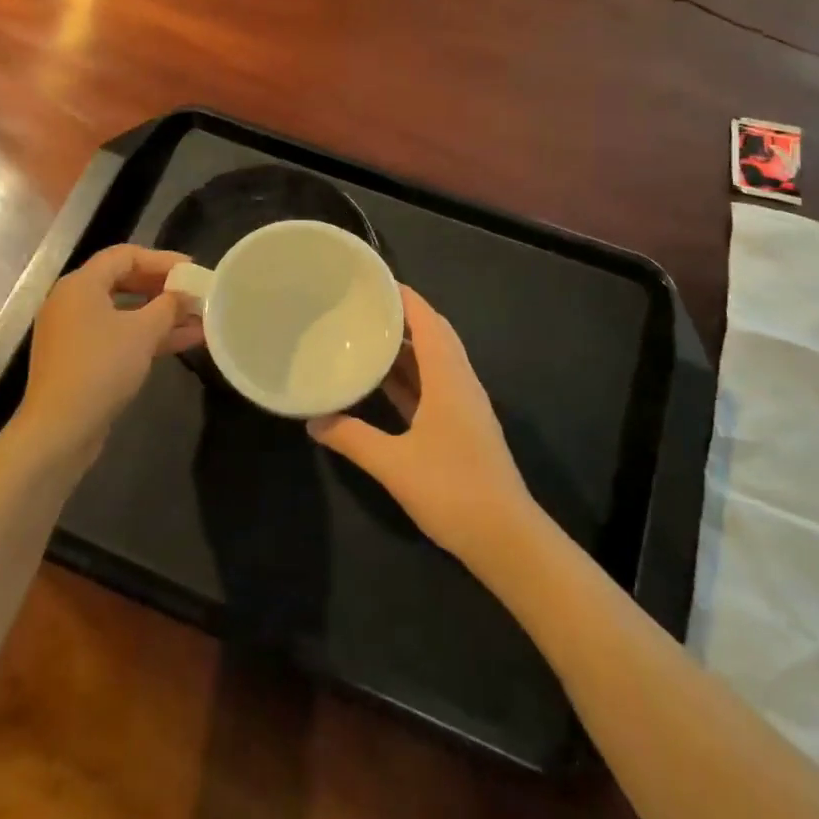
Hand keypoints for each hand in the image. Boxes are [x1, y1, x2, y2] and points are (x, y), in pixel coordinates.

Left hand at [19, 245, 203, 459]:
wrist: (60, 429)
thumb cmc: (101, 367)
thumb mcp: (143, 331)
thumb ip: (168, 306)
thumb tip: (184, 294)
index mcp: (81, 284)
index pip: (124, 255)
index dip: (161, 259)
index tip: (191, 269)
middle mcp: (73, 302)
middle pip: (124, 281)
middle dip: (163, 287)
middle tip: (194, 292)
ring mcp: (75, 332)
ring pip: (124, 312)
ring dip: (161, 314)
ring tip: (199, 318)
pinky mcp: (81, 359)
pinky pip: (118, 335)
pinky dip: (147, 335)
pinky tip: (185, 341)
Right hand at [307, 287, 536, 566]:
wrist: (506, 538)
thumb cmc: (452, 489)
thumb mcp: (393, 463)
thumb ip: (351, 438)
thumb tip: (312, 420)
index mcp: (448, 376)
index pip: (426, 319)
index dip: (403, 295)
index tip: (372, 280)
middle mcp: (459, 381)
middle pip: (433, 333)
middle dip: (402, 315)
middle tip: (364, 305)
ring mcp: (464, 404)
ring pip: (435, 360)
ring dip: (406, 345)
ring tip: (368, 334)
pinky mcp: (463, 426)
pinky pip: (434, 384)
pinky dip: (411, 375)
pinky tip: (385, 382)